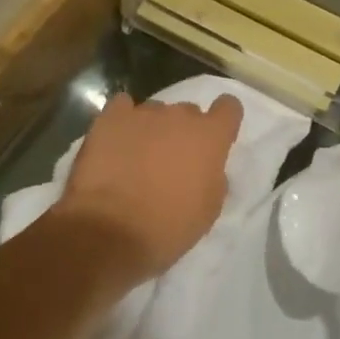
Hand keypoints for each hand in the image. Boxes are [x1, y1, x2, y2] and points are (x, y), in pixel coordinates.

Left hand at [56, 92, 243, 284]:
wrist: (111, 231)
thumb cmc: (168, 227)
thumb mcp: (208, 210)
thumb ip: (213, 178)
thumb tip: (205, 168)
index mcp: (210, 137)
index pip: (229, 107)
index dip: (222, 122)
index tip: (214, 141)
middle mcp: (180, 116)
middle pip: (188, 112)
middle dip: (183, 132)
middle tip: (170, 162)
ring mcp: (144, 113)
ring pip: (155, 112)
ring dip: (152, 129)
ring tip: (136, 158)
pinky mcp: (110, 118)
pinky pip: (122, 107)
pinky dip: (122, 120)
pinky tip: (115, 141)